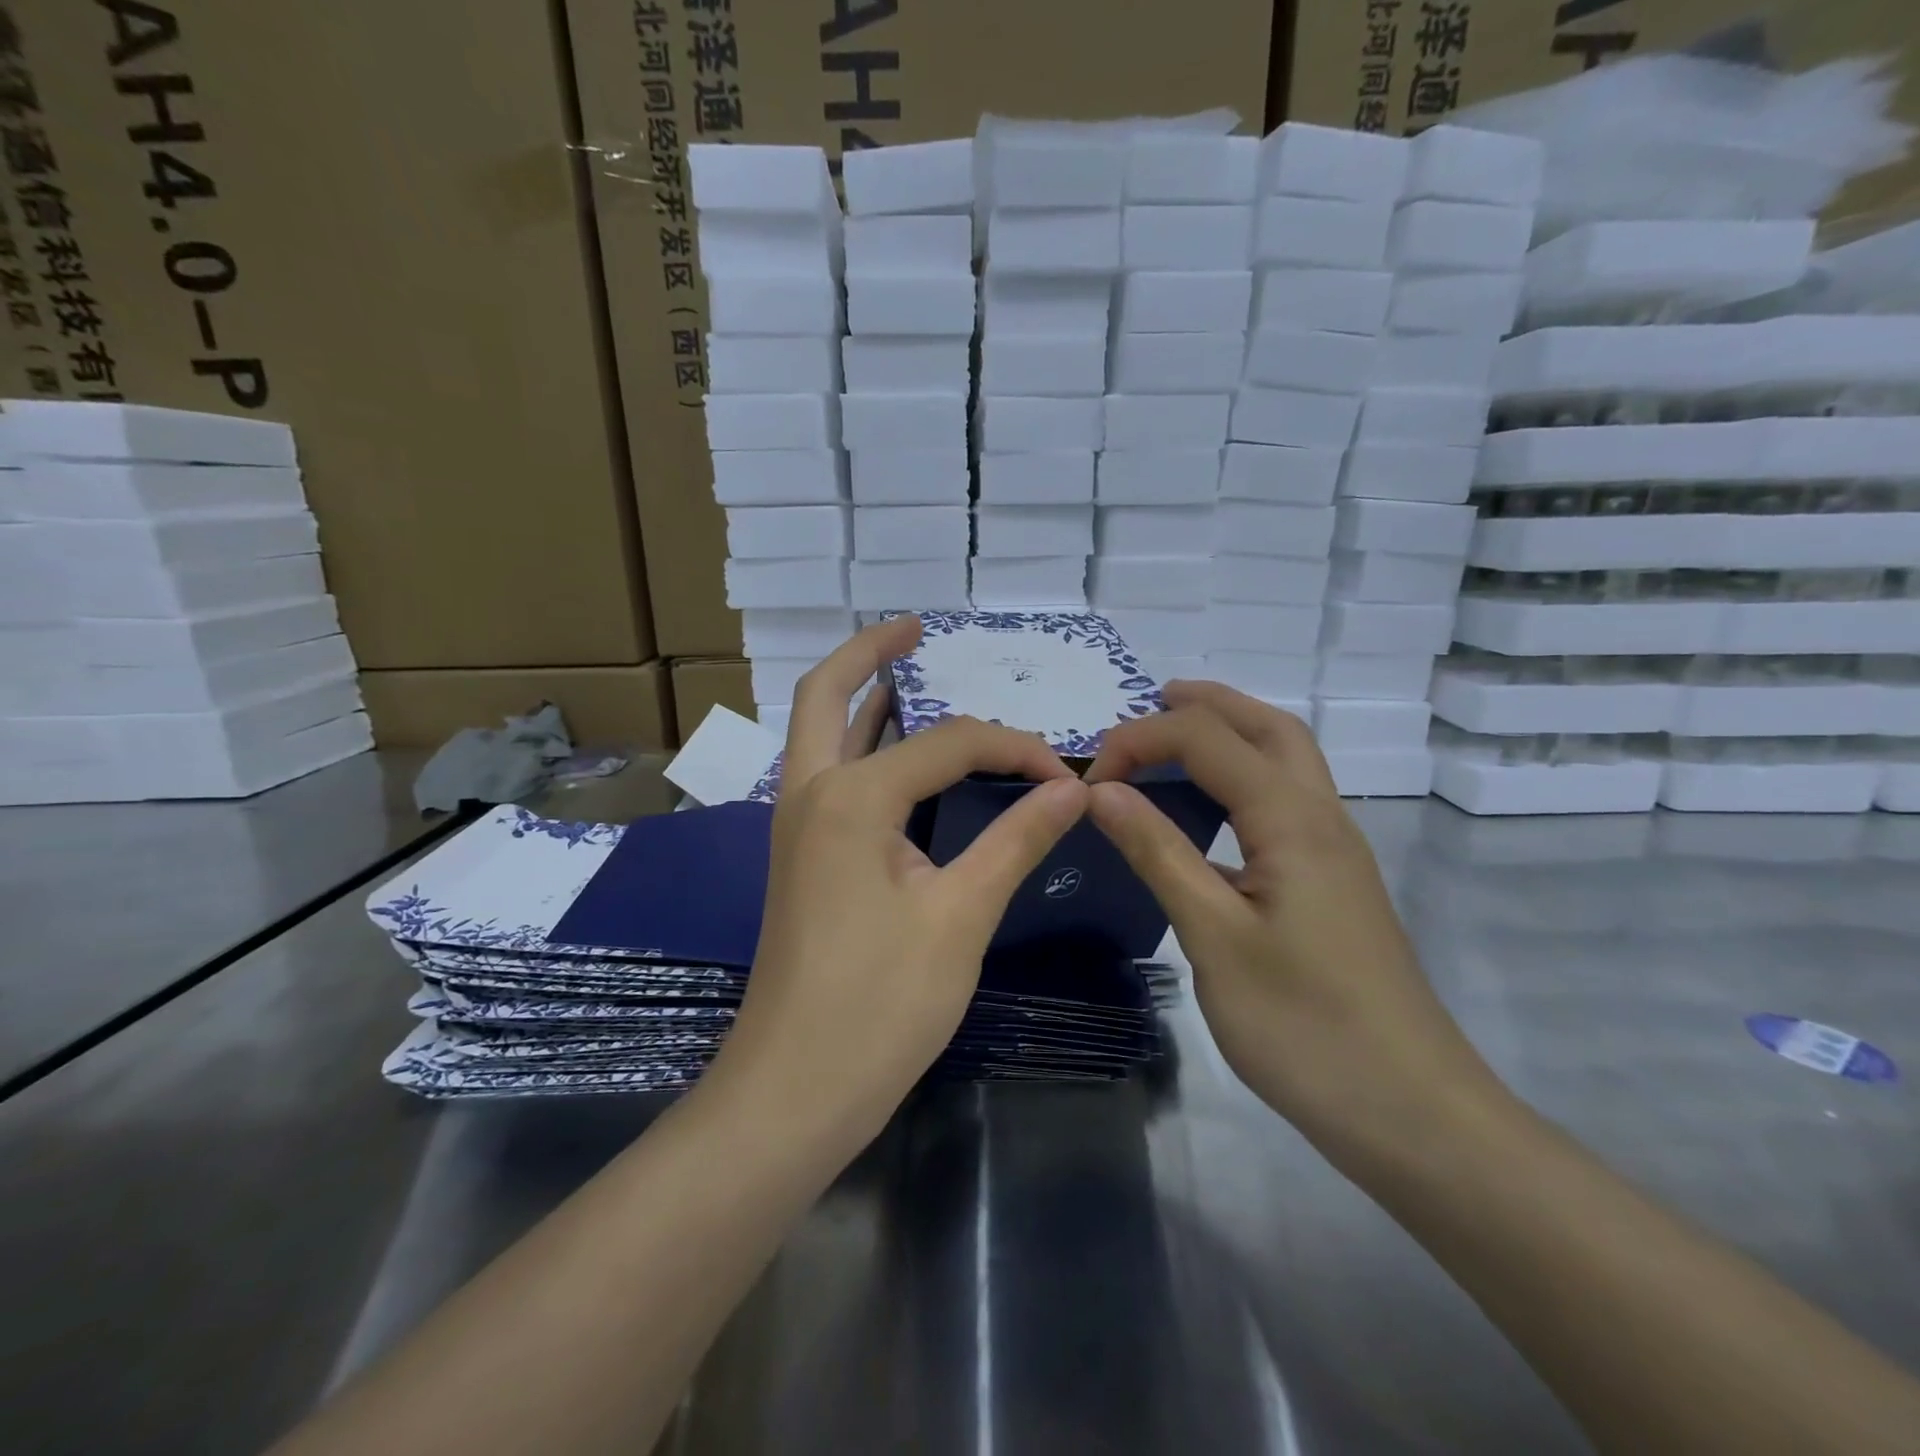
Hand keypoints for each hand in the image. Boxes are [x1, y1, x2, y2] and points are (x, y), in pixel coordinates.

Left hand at [711, 616, 1090, 1143]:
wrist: (794, 1091)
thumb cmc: (881, 1005)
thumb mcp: (962, 916)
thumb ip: (1016, 840)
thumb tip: (1074, 789)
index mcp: (849, 797)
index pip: (948, 742)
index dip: (1014, 750)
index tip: (1067, 780)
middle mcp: (810, 793)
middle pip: (827, 694)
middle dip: (871, 652)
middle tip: (918, 628)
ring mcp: (797, 825)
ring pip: (822, 733)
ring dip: (861, 696)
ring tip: (914, 675)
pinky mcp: (803, 856)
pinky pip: (832, 775)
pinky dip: (864, 746)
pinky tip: (907, 759)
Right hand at [1085, 681, 1496, 1145]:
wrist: (1411, 1111)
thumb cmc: (1304, 1026)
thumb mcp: (1214, 937)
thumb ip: (1158, 853)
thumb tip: (1102, 791)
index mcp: (1292, 820)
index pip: (1207, 739)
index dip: (1140, 741)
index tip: (1088, 782)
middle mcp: (1322, 818)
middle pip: (1268, 727)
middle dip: (1207, 704)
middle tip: (1150, 702)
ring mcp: (1335, 851)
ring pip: (1287, 760)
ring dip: (1232, 733)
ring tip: (1175, 738)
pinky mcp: (1334, 883)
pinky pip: (1287, 800)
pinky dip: (1244, 777)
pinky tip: (1212, 812)